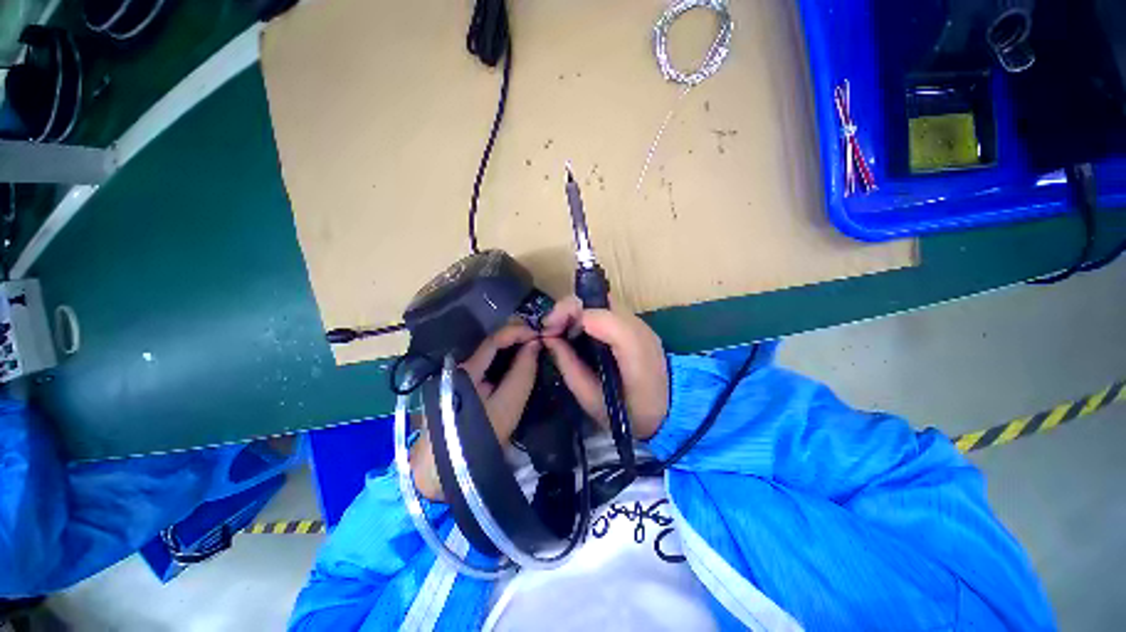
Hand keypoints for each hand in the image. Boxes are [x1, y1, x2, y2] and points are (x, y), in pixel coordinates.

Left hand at [411, 322, 540, 499]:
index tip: (539, 333)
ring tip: (532, 345)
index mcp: (468, 369)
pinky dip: (504, 357)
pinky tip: (517, 359)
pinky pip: (486, 363)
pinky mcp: (462, 384)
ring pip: (489, 351)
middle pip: (491, 342)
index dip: (518, 331)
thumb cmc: (480, 435)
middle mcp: (460, 365)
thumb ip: (523, 372)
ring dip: (511, 345)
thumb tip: (535, 344)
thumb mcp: (509, 404)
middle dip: (515, 335)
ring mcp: (459, 375)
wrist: (445, 468)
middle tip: (538, 336)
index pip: (495, 339)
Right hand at [541, 297, 669, 439]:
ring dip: (577, 311)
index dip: (568, 316)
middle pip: (599, 299)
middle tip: (551, 329)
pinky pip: (607, 310)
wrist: (670, 413)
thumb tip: (548, 339)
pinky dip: (587, 315)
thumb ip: (569, 366)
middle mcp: (639, 329)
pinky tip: (578, 332)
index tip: (548, 332)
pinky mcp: (637, 325)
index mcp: (633, 351)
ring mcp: (641, 324)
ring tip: (562, 330)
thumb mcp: (592, 399)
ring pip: (602, 301)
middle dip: (569, 309)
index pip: (598, 316)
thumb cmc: (629, 415)